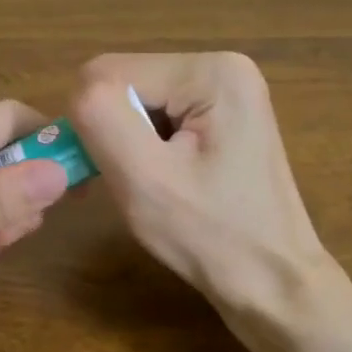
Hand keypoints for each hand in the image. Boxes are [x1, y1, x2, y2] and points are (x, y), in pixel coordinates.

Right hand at [70, 53, 324, 318]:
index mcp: (210, 70)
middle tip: (128, 184)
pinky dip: (143, 147)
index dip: (93, 123)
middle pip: (123, 82)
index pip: (108, 72)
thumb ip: (101, 118)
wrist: (273, 286)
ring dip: (125, 143)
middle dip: (112, 132)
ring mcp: (224, 90)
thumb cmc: (211, 238)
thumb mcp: (144, 179)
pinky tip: (162, 181)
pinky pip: (155, 116)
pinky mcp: (220, 115)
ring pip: (133, 101)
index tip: (107, 173)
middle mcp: (221, 65)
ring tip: (149, 187)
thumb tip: (77, 89)